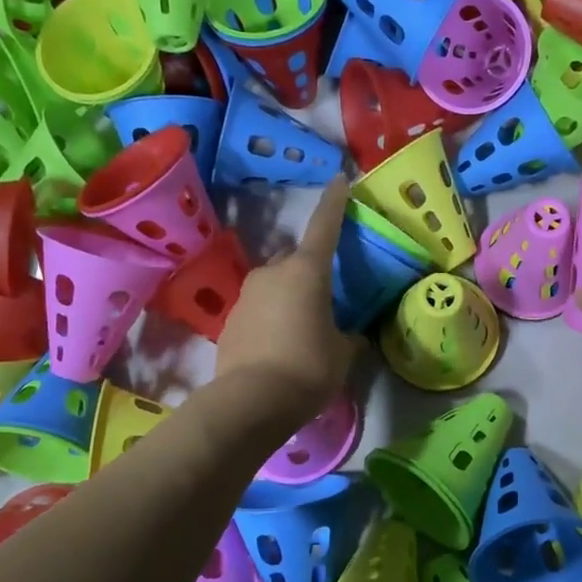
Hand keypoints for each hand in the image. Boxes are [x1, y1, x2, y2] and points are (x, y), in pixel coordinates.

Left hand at [214, 176, 363, 423]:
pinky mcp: (230, 321)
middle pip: (296, 261)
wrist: (251, 402)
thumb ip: (348, 338)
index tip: (338, 180)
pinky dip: (271, 320)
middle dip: (310, 273)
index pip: (324, 226)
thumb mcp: (342, 354)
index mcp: (306, 272)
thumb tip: (351, 336)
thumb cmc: (308, 368)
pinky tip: (280, 347)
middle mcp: (272, 274)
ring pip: (275, 286)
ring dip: (289, 299)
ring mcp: (246, 296)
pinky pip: (259, 310)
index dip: (334, 203)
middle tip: (325, 300)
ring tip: (303, 331)